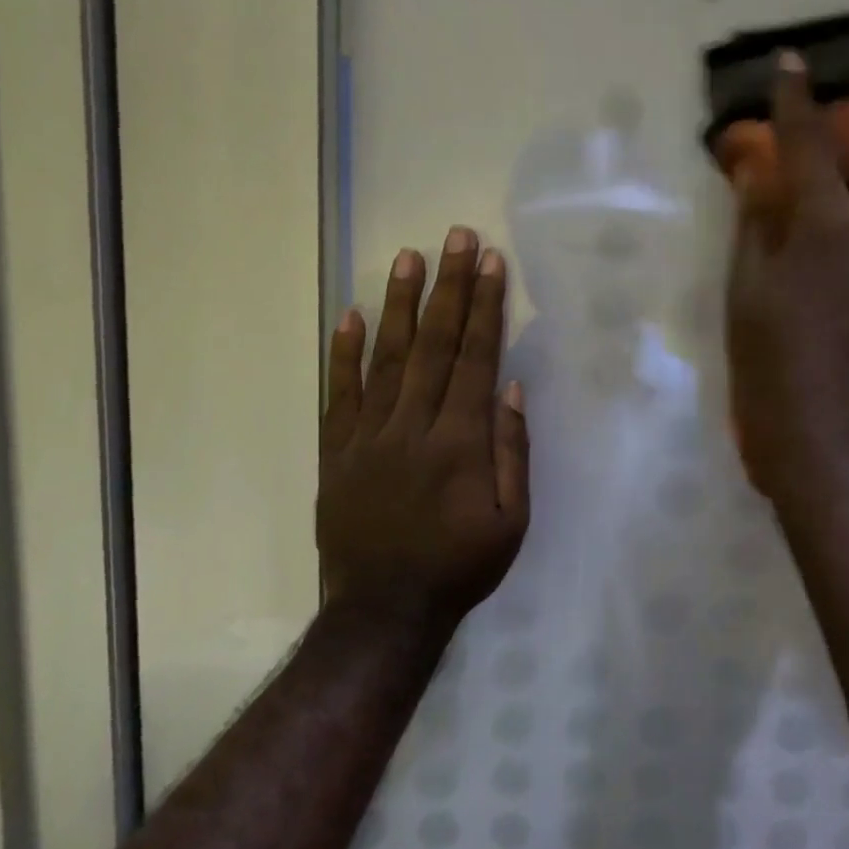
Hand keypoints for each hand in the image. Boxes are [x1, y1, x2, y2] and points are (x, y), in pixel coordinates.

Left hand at [317, 226, 529, 629]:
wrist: (383, 610)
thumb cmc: (459, 567)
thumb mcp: (510, 522)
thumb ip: (512, 453)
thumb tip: (511, 390)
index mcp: (460, 443)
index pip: (476, 359)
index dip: (486, 308)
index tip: (492, 263)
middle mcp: (413, 426)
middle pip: (435, 345)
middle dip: (450, 287)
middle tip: (457, 238)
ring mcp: (369, 436)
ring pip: (387, 357)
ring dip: (400, 304)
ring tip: (409, 257)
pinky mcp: (336, 450)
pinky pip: (339, 393)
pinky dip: (343, 352)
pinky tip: (351, 315)